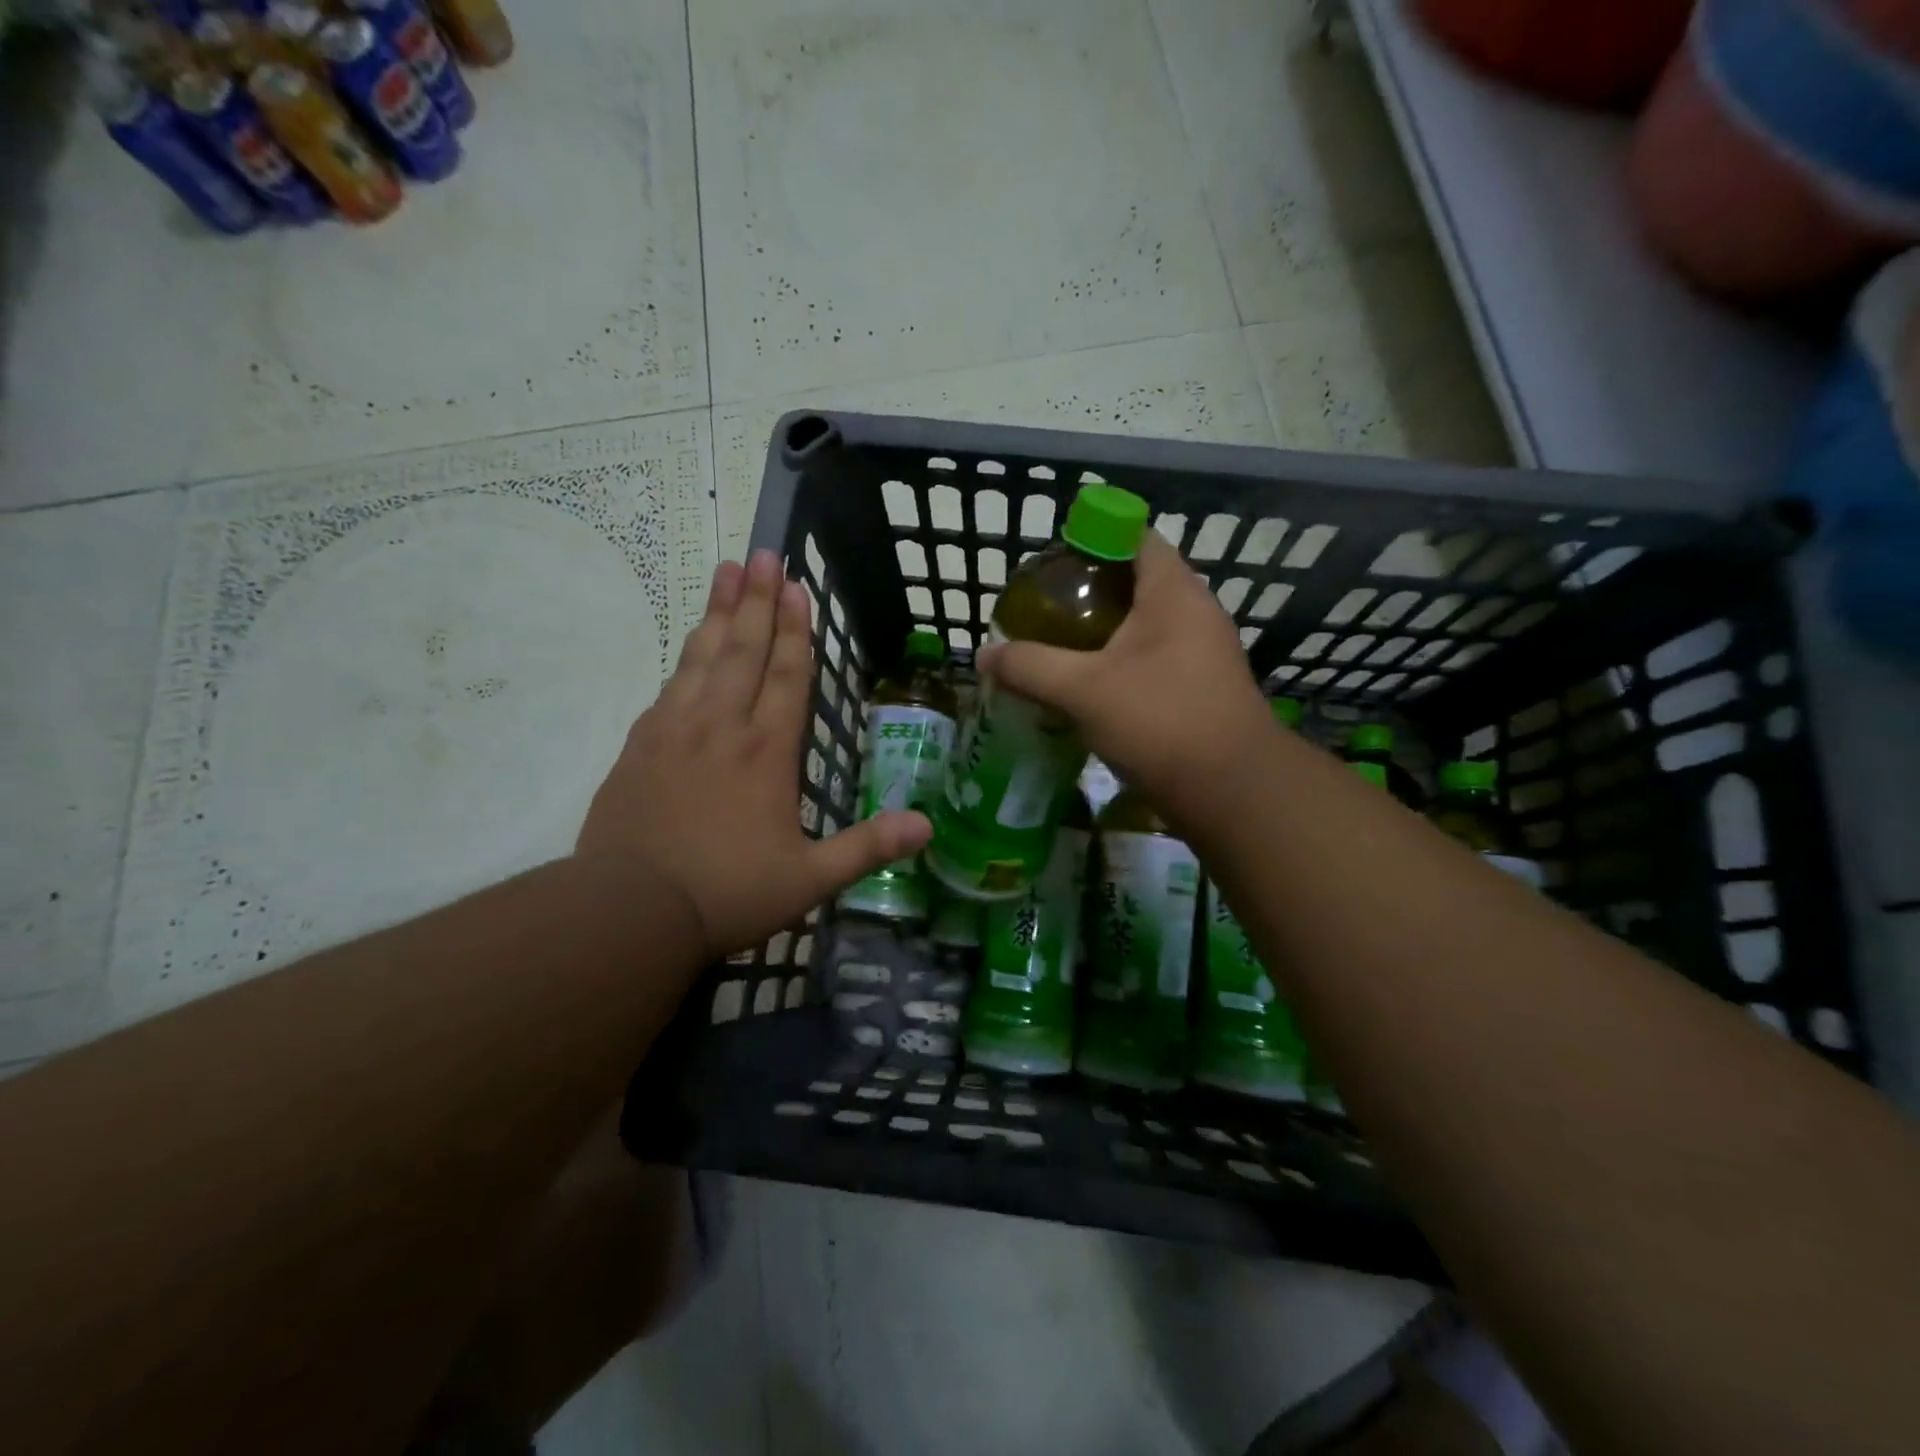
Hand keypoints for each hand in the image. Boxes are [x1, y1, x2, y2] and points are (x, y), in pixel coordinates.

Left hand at [578, 551, 930, 958]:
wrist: (629, 910)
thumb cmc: (728, 892)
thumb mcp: (809, 880)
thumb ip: (868, 848)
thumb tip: (928, 826)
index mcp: (767, 752)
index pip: (788, 676)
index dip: (796, 630)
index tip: (796, 587)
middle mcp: (722, 726)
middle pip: (744, 650)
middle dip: (758, 601)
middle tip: (763, 554)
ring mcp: (675, 730)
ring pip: (703, 656)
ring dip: (720, 612)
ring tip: (728, 571)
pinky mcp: (640, 744)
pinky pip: (670, 684)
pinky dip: (686, 654)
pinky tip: (692, 641)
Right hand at [979, 529, 1272, 818]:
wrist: (1232, 792)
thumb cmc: (1161, 721)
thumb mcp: (1084, 690)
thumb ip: (1030, 667)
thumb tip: (983, 655)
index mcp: (1173, 592)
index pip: (1135, 537)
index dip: (1093, 539)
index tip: (1052, 562)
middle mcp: (1194, 614)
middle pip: (1135, 583)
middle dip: (1088, 592)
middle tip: (1044, 610)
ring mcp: (1201, 654)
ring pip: (1143, 627)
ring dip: (1102, 633)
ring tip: (1056, 646)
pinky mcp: (1199, 690)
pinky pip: (1151, 662)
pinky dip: (1118, 665)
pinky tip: (1086, 688)